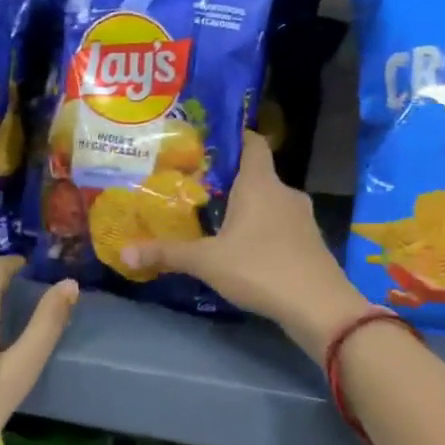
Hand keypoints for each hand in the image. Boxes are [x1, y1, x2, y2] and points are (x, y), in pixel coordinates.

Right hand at [123, 132, 369, 354]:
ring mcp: (302, 217)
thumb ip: (167, 254)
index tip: (206, 142)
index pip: (252, 142)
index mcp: (260, 183)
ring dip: (247, 207)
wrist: (319, 306)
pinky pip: (281, 224)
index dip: (232, 137)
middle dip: (230, 180)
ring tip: (216, 219)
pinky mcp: (310, 242)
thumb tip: (124, 252)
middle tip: (198, 187)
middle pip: (257, 174)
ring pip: (269, 201)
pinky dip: (263, 229)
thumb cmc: (261, 268)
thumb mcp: (207, 262)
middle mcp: (284, 192)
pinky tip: (244, 248)